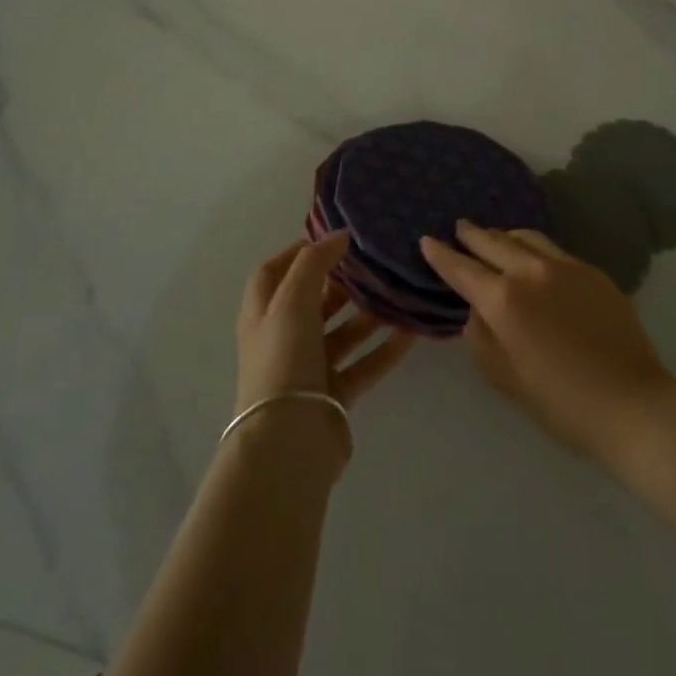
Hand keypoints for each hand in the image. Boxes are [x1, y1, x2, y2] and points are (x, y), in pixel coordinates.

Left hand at [237, 232, 415, 416]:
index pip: (274, 273)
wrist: (287, 441)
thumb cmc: (283, 359)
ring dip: (369, 314)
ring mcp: (308, 369)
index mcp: (263, 313)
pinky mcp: (334, 395)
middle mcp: (283, 338)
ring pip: (343, 333)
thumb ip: (314, 262)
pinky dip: (385, 349)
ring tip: (400, 294)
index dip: (298, 253)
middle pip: (313, 302)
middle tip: (374, 265)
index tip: (332, 239)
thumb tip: (338, 235)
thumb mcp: (292, 299)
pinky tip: (412, 332)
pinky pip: (364, 364)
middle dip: (342, 283)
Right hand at [421, 221, 675, 463]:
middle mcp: (531, 271)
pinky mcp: (592, 271)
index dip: (440, 254)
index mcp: (504, 300)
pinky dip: (533, 247)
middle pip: (493, 241)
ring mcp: (565, 266)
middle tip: (459, 228)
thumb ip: (481, 338)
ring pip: (525, 237)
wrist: (632, 403)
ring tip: (495, 238)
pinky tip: (534, 257)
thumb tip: (477, 312)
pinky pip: (553, 250)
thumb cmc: (561, 403)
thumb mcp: (505, 378)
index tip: (427, 240)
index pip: (462, 268)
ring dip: (503, 235)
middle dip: (471, 235)